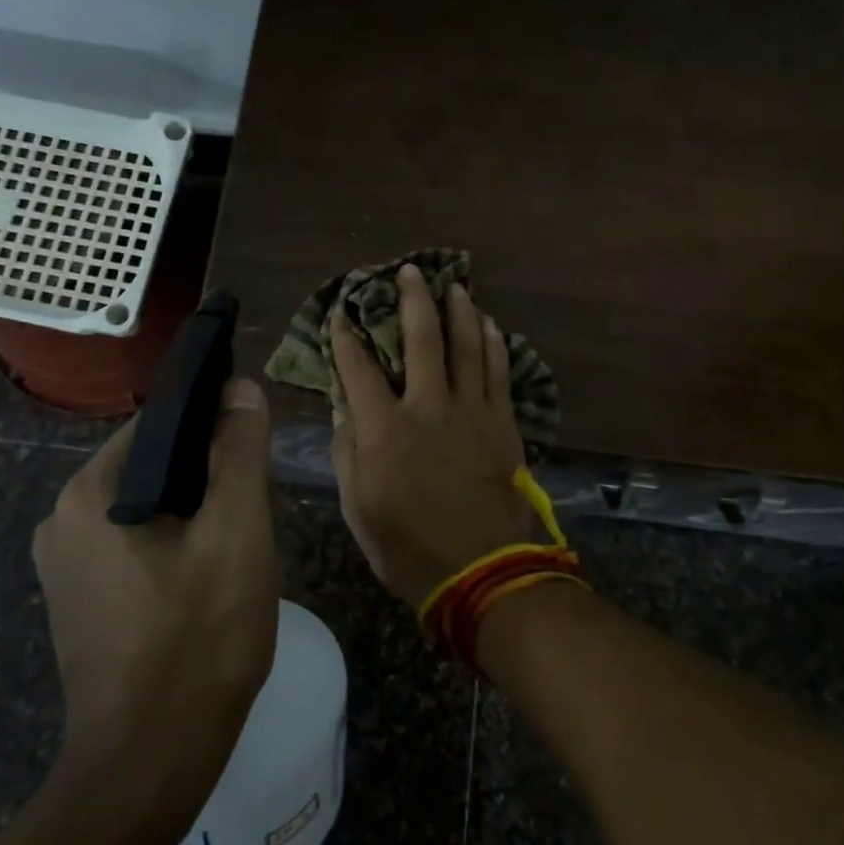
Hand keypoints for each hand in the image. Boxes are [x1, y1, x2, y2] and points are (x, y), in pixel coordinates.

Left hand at [32, 379, 279, 760]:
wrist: (148, 765)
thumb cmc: (199, 638)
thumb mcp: (237, 532)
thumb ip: (240, 452)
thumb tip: (240, 389)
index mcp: (90, 492)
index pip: (159, 423)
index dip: (214, 422)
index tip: (256, 445)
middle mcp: (60, 519)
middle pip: (152, 465)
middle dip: (207, 475)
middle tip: (255, 508)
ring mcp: (63, 566)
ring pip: (146, 507)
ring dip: (194, 513)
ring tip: (238, 544)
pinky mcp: (77, 602)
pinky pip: (132, 546)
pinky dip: (172, 545)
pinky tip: (207, 578)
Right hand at [331, 264, 536, 609]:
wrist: (482, 572)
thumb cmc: (408, 547)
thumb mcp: (357, 508)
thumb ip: (348, 453)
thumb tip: (347, 412)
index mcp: (384, 430)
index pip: (358, 370)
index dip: (346, 339)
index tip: (340, 315)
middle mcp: (428, 408)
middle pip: (421, 340)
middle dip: (412, 301)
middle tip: (410, 272)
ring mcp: (471, 412)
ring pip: (467, 347)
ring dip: (460, 312)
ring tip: (455, 287)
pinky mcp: (503, 424)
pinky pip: (499, 373)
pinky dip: (494, 345)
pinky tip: (491, 327)